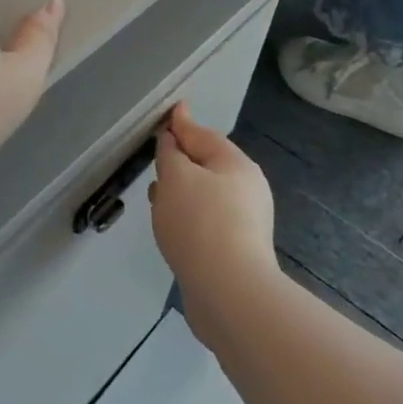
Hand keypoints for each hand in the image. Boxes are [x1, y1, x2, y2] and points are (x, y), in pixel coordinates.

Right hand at [148, 104, 277, 338]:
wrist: (229, 292)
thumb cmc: (200, 223)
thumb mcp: (176, 177)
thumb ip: (171, 153)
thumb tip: (172, 138)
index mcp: (237, 165)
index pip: (203, 135)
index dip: (181, 124)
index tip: (170, 111)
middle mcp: (247, 189)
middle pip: (207, 165)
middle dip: (180, 161)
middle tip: (155, 159)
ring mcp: (245, 222)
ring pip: (206, 195)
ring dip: (181, 192)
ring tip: (155, 196)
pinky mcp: (236, 250)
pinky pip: (206, 221)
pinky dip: (187, 216)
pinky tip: (172, 227)